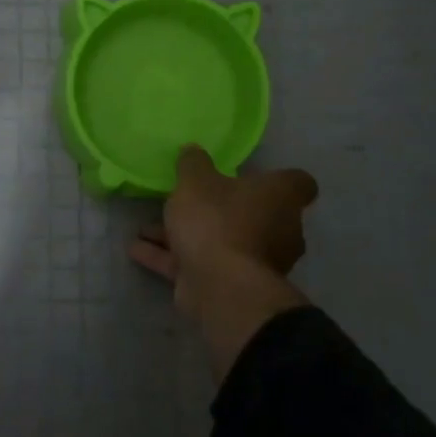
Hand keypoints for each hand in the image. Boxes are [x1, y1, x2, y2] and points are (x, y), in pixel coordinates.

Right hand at [130, 145, 318, 377]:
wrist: (220, 286)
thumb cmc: (218, 220)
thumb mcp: (196, 181)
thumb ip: (193, 163)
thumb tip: (193, 150)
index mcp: (280, 198)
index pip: (298, 183)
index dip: (278, 178)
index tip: (254, 174)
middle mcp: (277, 230)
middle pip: (255, 214)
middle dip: (221, 210)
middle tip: (190, 200)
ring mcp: (256, 262)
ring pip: (220, 240)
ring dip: (187, 235)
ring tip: (147, 227)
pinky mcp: (230, 285)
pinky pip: (198, 264)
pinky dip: (170, 257)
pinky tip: (137, 249)